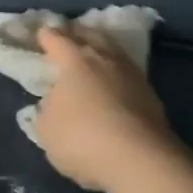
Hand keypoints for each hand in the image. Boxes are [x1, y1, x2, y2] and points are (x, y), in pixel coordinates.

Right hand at [35, 25, 178, 192]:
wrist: (139, 159)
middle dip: (78, 32)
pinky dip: (117, 73)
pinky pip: (128, 73)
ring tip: (94, 54)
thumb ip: (47, 110)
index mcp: (75, 61)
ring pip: (114, 51)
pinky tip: (113, 82)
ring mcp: (132, 74)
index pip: (57, 39)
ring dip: (102, 49)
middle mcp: (105, 59)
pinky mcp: (151, 95)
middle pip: (91, 35)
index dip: (46, 36)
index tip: (41, 33)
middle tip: (69, 33)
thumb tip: (54, 101)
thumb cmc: (82, 139)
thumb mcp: (46, 129)